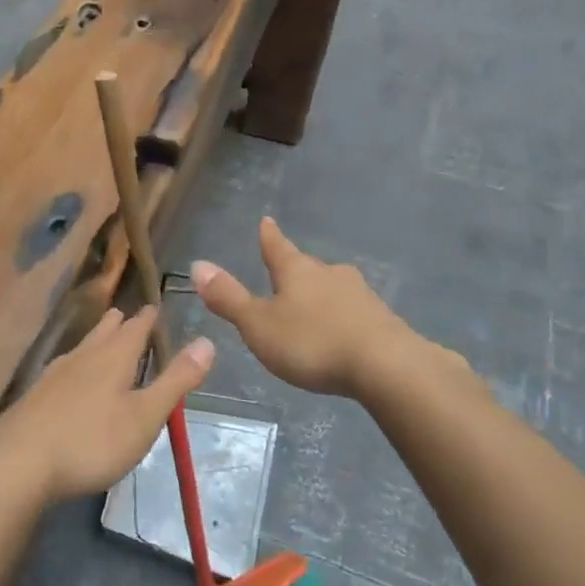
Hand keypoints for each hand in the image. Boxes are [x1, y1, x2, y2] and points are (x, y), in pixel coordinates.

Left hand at [0, 307, 212, 503]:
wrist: (17, 464)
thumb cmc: (91, 440)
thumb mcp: (145, 415)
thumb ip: (175, 380)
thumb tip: (207, 341)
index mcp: (113, 357)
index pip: (136, 328)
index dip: (148, 318)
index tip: (156, 306)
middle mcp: (83, 357)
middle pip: (104, 332)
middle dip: (119, 324)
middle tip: (127, 315)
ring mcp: (54, 376)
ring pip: (81, 348)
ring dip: (95, 340)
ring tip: (101, 336)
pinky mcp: (35, 397)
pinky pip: (63, 369)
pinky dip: (76, 365)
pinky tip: (68, 378)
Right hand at [193, 217, 417, 397]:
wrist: (387, 365)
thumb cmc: (313, 343)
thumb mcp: (260, 325)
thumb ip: (229, 298)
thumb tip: (197, 265)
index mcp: (297, 271)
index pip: (277, 247)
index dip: (269, 236)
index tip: (267, 220)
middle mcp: (330, 274)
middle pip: (307, 267)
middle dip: (296, 271)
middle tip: (285, 275)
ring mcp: (360, 294)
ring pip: (333, 288)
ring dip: (321, 296)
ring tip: (311, 310)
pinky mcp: (382, 319)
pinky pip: (354, 312)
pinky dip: (342, 318)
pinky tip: (342, 334)